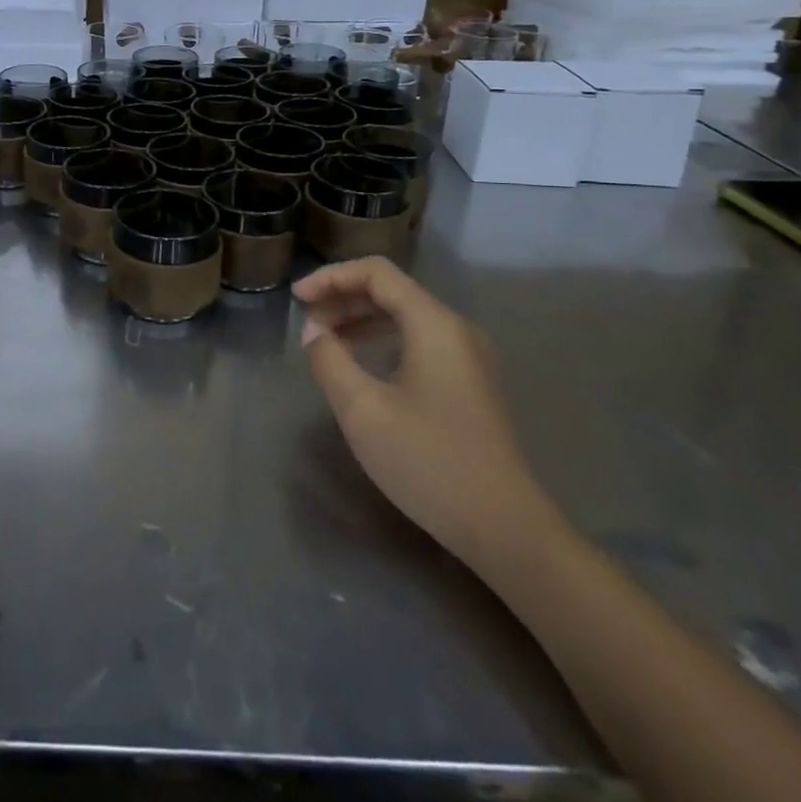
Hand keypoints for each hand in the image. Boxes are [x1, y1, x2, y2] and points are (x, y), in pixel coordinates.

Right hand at [296, 257, 559, 574]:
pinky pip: (418, 340)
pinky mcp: (469, 382)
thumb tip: (315, 333)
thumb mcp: (362, 409)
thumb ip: (330, 359)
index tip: (296, 299)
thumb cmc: (428, 461)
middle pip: (391, 291)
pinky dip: (382, 340)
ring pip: (404, 316)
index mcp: (434, 324)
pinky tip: (360, 364)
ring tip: (325, 342)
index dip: (331, 277)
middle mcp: (455, 330)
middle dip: (342, 299)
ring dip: (360, 320)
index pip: (376, 273)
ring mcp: (467, 357)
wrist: (504, 529)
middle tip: (306, 324)